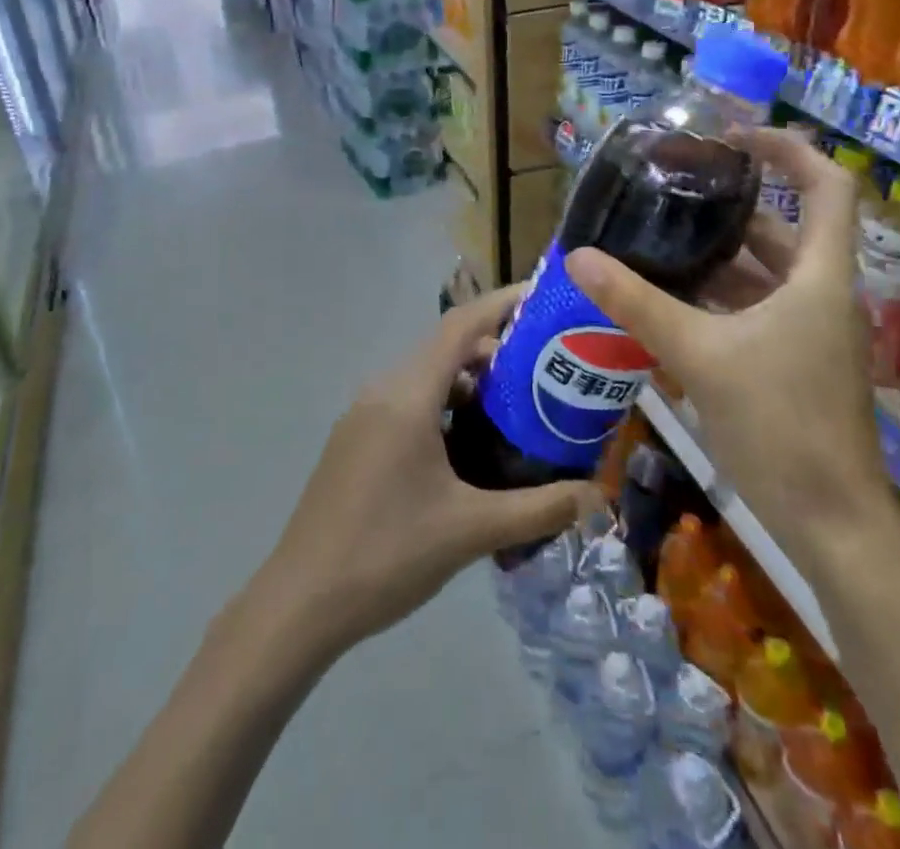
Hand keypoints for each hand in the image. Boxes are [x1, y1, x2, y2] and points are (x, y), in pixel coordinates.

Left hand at [254, 287, 599, 655]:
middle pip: (445, 347)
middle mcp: (382, 390)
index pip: (460, 326)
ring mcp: (363, 415)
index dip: (502, 304)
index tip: (543, 298)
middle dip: (495, 349)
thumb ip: (539, 509)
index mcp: (407, 395)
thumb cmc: (387, 554)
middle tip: (545, 367)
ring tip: (515, 406)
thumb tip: (599, 497)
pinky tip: (469, 444)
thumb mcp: (471, 530)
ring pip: (425, 376)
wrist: (300, 602)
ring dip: (468, 381)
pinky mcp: (355, 439)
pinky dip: (443, 404)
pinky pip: (407, 401)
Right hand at [564, 127, 895, 570]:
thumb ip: (638, 304)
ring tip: (658, 241)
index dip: (788, 148)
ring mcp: (810, 333)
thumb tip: (579, 257)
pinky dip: (718, 300)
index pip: (828, 186)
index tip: (733, 138)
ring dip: (719, 258)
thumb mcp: (700, 356)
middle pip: (784, 229)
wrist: (833, 526)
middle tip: (673, 190)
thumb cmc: (781, 427)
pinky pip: (755, 312)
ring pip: (765, 275)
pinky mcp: (795, 364)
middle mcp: (821, 295)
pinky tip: (668, 305)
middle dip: (733, 206)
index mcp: (819, 277)